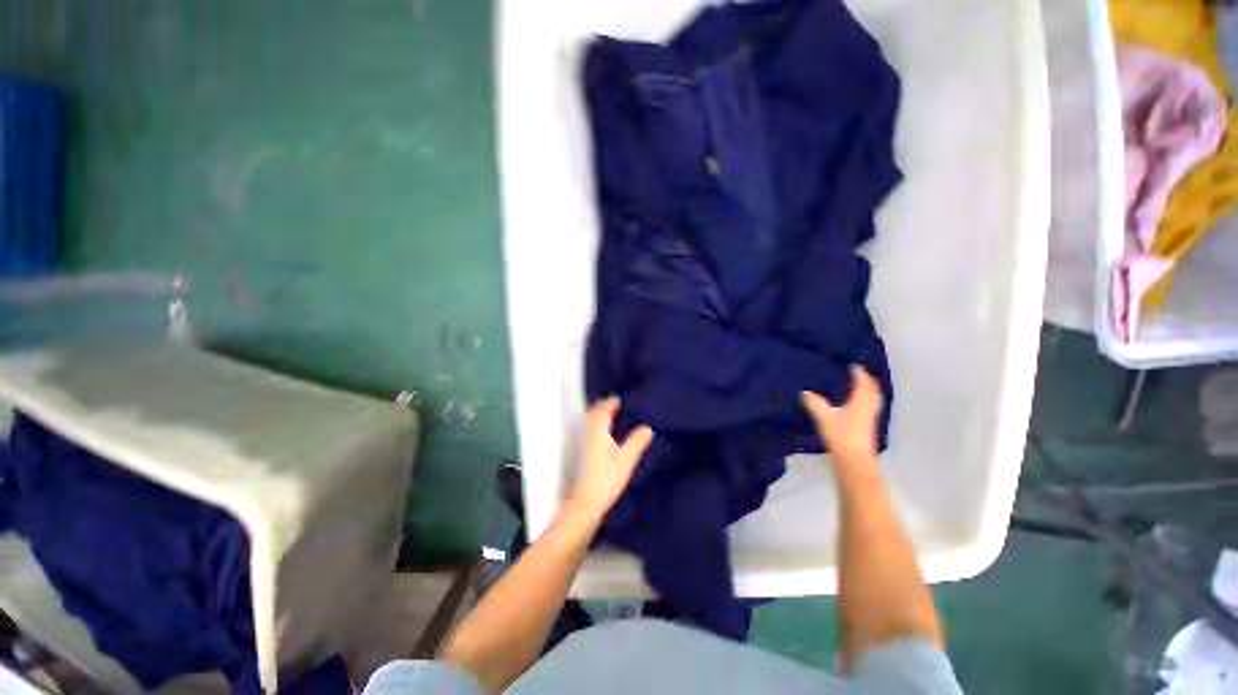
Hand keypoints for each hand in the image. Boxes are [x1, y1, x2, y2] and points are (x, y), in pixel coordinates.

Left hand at [569, 397, 653, 521]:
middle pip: (592, 412)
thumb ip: (637, 442)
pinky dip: (589, 427)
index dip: (611, 402)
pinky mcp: (572, 452)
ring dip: (595, 416)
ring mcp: (575, 440)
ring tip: (606, 419)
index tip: (618, 400)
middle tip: (613, 407)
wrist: (581, 503)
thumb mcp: (626, 460)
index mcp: (596, 427)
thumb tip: (647, 428)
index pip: (603, 407)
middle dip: (602, 407)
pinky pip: (582, 431)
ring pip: (585, 421)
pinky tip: (597, 436)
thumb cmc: (605, 479)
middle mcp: (583, 429)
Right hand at [801, 366, 882, 465]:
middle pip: (873, 391)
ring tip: (861, 388)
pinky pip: (870, 409)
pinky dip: (866, 402)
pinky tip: (856, 407)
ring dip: (869, 392)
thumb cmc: (841, 435)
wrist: (854, 460)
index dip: (859, 374)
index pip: (863, 384)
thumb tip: (804, 392)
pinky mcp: (867, 429)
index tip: (854, 366)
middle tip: (861, 374)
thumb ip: (814, 403)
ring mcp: (870, 419)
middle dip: (868, 382)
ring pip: (873, 401)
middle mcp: (868, 408)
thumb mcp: (824, 417)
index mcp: (860, 402)